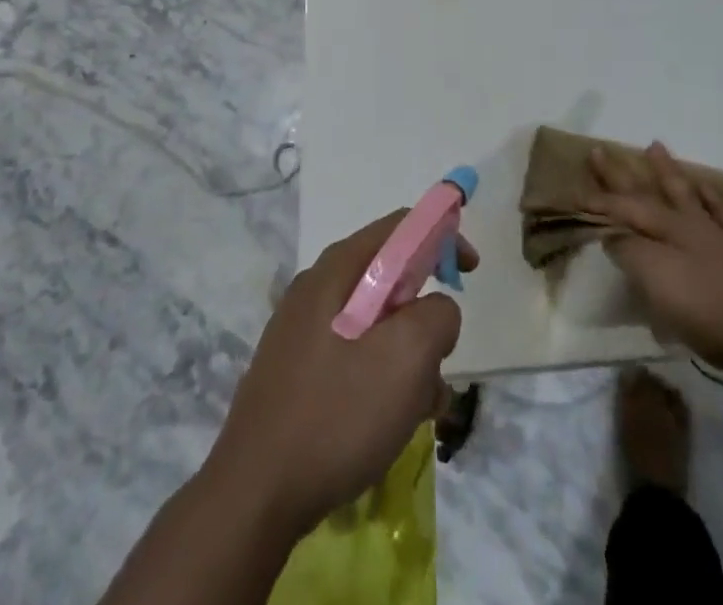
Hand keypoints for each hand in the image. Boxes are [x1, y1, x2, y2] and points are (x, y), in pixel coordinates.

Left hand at [205, 212, 474, 537]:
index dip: (443, 237)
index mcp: (338, 268)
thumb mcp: (408, 358)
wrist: (254, 496)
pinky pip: (353, 355)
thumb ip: (438, 315)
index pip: (401, 226)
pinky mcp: (294, 371)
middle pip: (389, 277)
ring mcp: (301, 330)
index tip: (468, 272)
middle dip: (424, 315)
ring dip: (407, 357)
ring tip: (417, 409)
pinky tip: (386, 425)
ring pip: (374, 323)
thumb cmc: (337, 415)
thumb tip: (435, 310)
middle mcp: (316, 287)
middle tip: (439, 362)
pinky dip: (380, 377)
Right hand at [588, 141, 722, 378]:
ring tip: (654, 146)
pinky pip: (721, 215)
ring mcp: (713, 236)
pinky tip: (705, 186)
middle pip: (645, 193)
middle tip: (599, 150)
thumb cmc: (703, 307)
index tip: (571, 191)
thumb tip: (611, 234)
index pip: (621, 209)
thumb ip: (628, 251)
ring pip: (684, 194)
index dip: (596, 202)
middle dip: (619, 174)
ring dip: (666, 171)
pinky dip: (711, 197)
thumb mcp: (653, 279)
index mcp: (662, 229)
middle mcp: (685, 224)